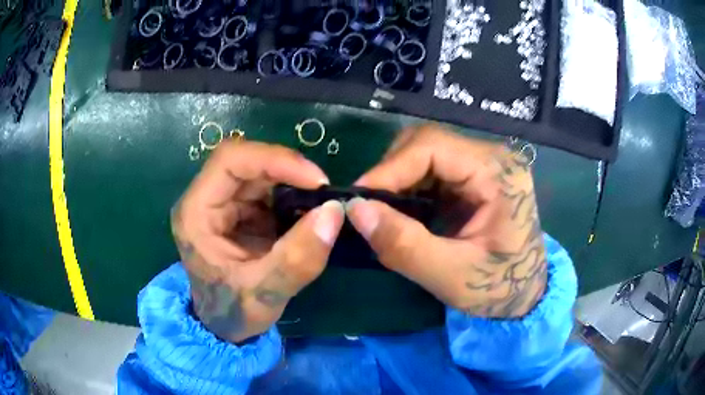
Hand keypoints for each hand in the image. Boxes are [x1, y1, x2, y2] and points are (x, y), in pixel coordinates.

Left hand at [171, 141, 344, 342]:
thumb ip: (297, 260)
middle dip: (289, 171)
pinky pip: (270, 190)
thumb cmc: (232, 312)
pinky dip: (294, 196)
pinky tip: (308, 214)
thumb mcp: (264, 295)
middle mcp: (206, 199)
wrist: (225, 327)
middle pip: (248, 161)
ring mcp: (224, 204)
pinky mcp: (241, 212)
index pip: (230, 160)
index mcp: (196, 213)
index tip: (315, 180)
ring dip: (293, 183)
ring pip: (261, 173)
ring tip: (320, 205)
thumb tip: (333, 213)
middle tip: (324, 192)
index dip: (274, 159)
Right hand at [346, 125, 546, 317]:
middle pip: (426, 142)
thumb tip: (356, 211)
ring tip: (384, 213)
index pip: (432, 146)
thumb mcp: (451, 276)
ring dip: (398, 180)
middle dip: (391, 173)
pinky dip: (409, 187)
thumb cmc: (498, 288)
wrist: (524, 293)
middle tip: (370, 209)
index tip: (358, 200)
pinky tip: (404, 212)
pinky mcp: (474, 176)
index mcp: (498, 173)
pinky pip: (431, 168)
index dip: (389, 169)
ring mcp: (484, 164)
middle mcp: (492, 157)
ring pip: (424, 152)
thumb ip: (404, 245)